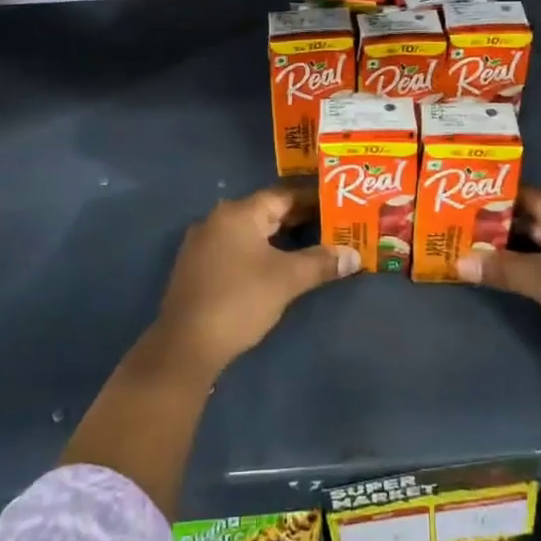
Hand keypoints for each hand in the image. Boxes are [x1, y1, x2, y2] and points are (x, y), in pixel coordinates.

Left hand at [154, 183, 360, 375]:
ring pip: (250, 232)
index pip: (283, 195)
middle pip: (265, 211)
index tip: (338, 205)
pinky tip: (276, 267)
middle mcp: (217, 220)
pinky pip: (236, 249)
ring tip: (312, 246)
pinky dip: (259, 252)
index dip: (312, 200)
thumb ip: (321, 263)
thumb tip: (354, 255)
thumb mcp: (287, 280)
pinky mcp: (197, 267)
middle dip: (299, 219)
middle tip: (332, 226)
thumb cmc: (240, 301)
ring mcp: (203, 244)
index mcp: (238, 213)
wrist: (186, 345)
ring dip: (279, 237)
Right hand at [456, 186, 540, 377]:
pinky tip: (513, 276)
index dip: (497, 200)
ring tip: (480, 253)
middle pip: (540, 218)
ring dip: (519, 250)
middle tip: (464, 232)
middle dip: (504, 227)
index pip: (531, 195)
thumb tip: (458, 261)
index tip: (464, 205)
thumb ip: (502, 268)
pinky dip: (537, 266)